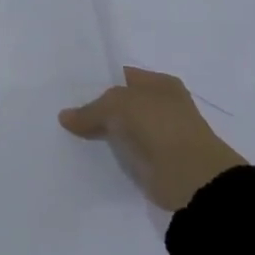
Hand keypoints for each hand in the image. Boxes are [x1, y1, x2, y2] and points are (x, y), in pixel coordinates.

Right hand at [59, 67, 246, 210]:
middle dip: (95, 109)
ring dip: (102, 133)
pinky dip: (110, 154)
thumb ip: (90, 110)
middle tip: (62, 112)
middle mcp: (162, 105)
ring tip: (66, 133)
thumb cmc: (159, 126)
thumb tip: (64, 116)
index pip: (120, 76)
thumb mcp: (117, 105)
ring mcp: (160, 135)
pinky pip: (125, 152)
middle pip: (120, 104)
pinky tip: (85, 154)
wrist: (192, 178)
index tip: (68, 90)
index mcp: (160, 83)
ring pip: (121, 129)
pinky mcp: (155, 162)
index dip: (96, 82)